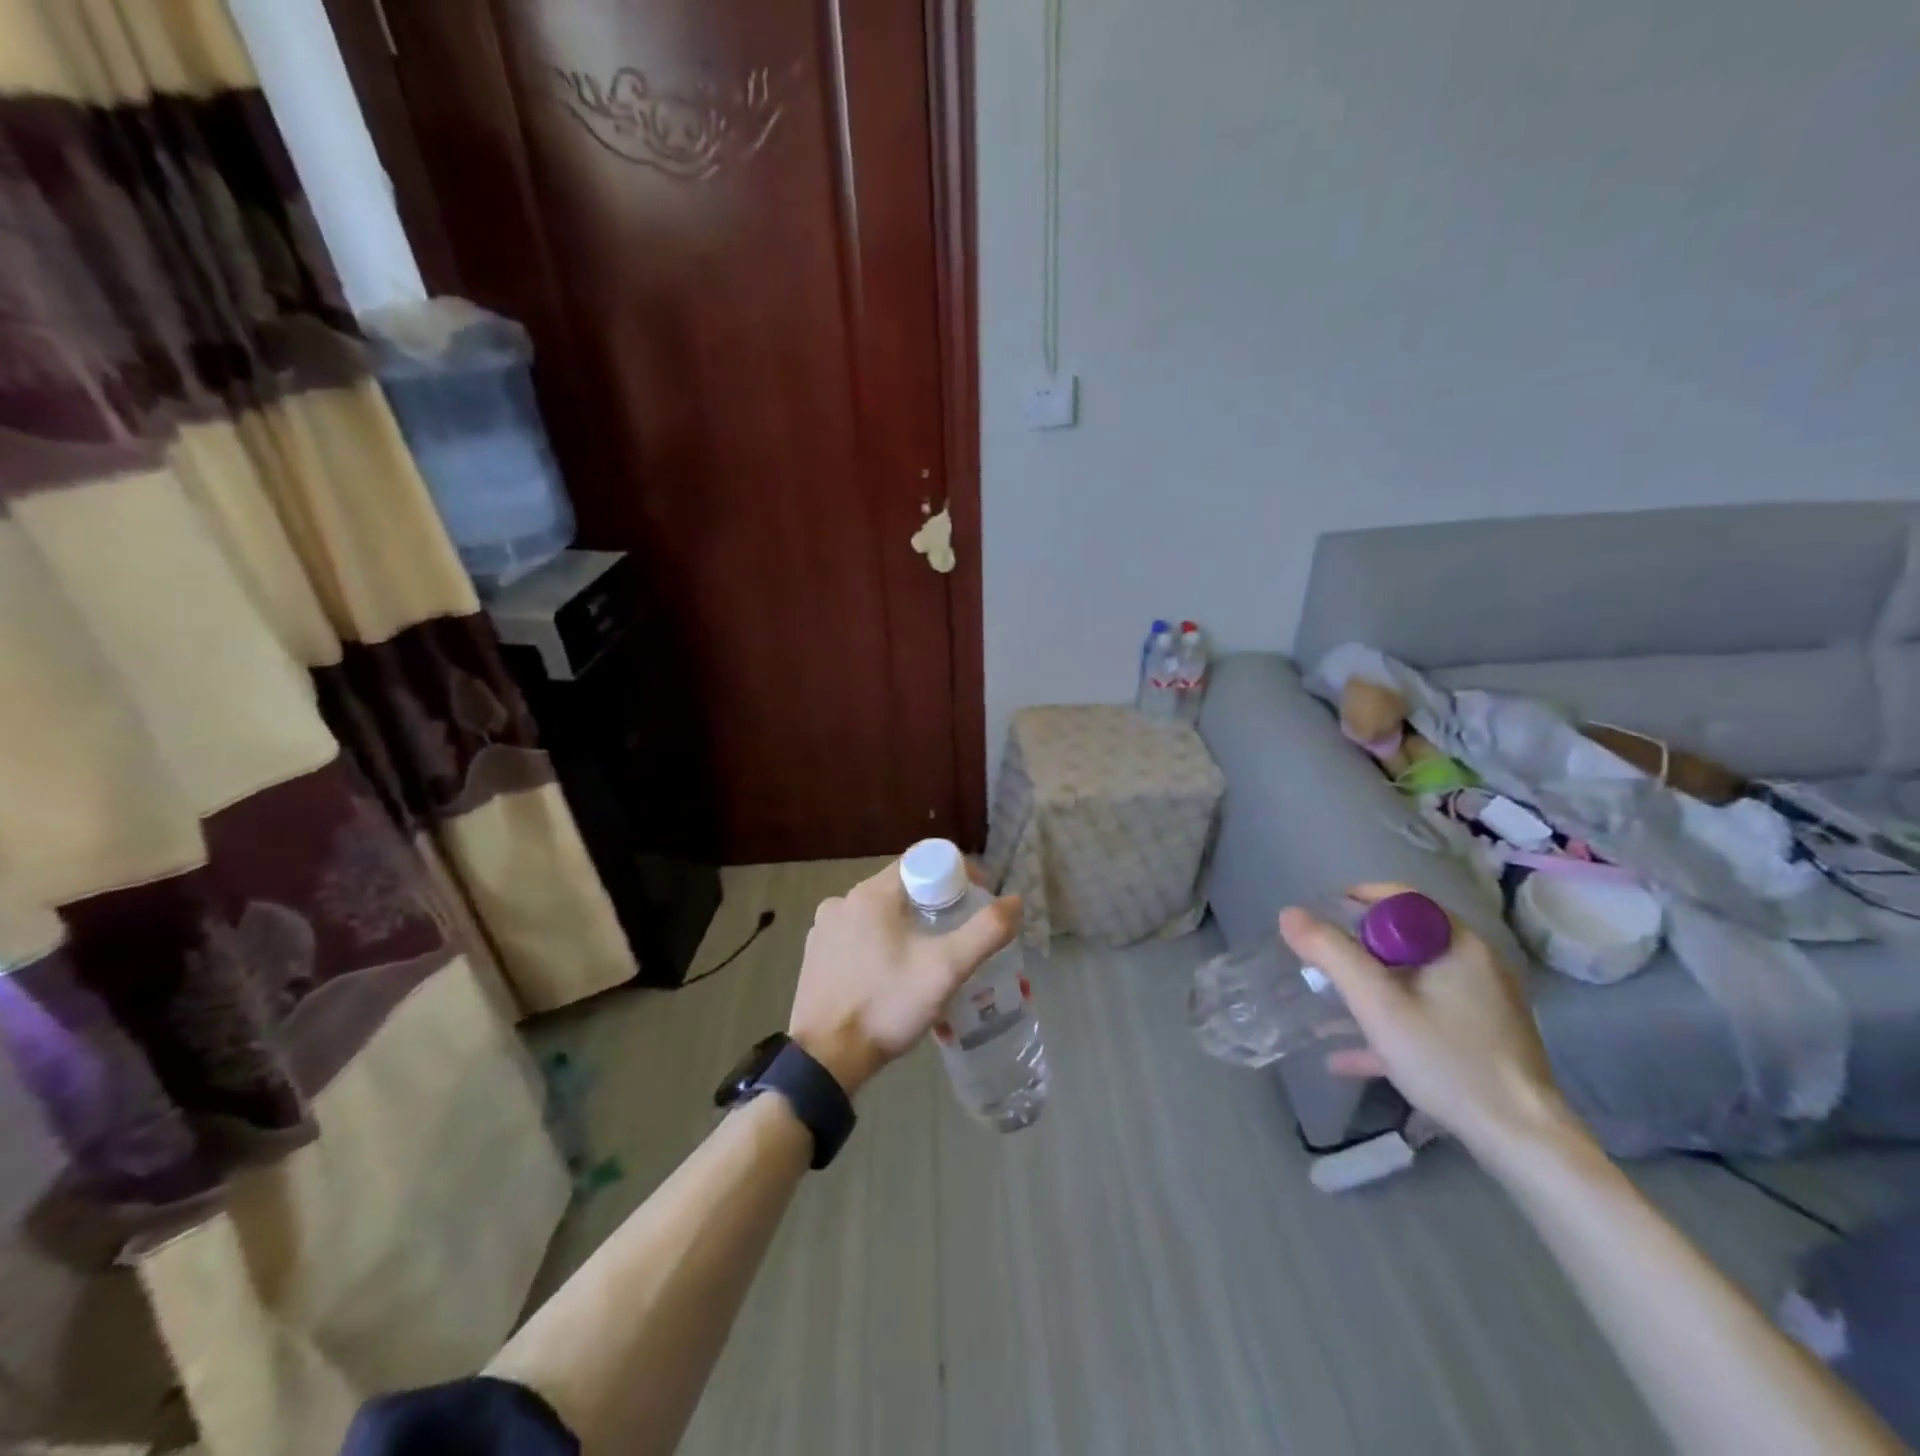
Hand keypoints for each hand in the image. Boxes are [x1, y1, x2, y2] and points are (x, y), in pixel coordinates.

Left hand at [790, 861, 1020, 1095]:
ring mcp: (824, 927)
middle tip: (959, 935)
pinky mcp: (815, 954)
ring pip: (880, 912)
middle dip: (936, 903)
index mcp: (872, 893)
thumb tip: (1014, 901)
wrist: (825, 1059)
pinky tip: (891, 974)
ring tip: (928, 959)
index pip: (923, 860)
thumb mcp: (946, 969)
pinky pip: (858, 934)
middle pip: (902, 885)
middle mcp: (844, 900)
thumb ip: (985, 931)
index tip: (976, 900)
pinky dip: (880, 943)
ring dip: (907, 925)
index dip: (957, 873)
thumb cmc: (887, 1005)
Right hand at [1279, 884, 1574, 1158]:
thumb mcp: (1377, 1004)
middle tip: (1317, 966)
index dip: (1354, 903)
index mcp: (1456, 944)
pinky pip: (1424, 1016)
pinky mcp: (1480, 1039)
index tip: (1319, 924)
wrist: (1523, 1142)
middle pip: (1401, 940)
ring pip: (1410, 980)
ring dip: (1366, 990)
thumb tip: (1289, 914)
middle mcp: (1474, 964)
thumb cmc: (1448, 1060)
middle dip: (1353, 950)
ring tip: (1324, 1005)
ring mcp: (1481, 1003)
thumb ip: (1331, 954)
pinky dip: (1387, 1024)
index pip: (1398, 899)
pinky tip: (1346, 1055)